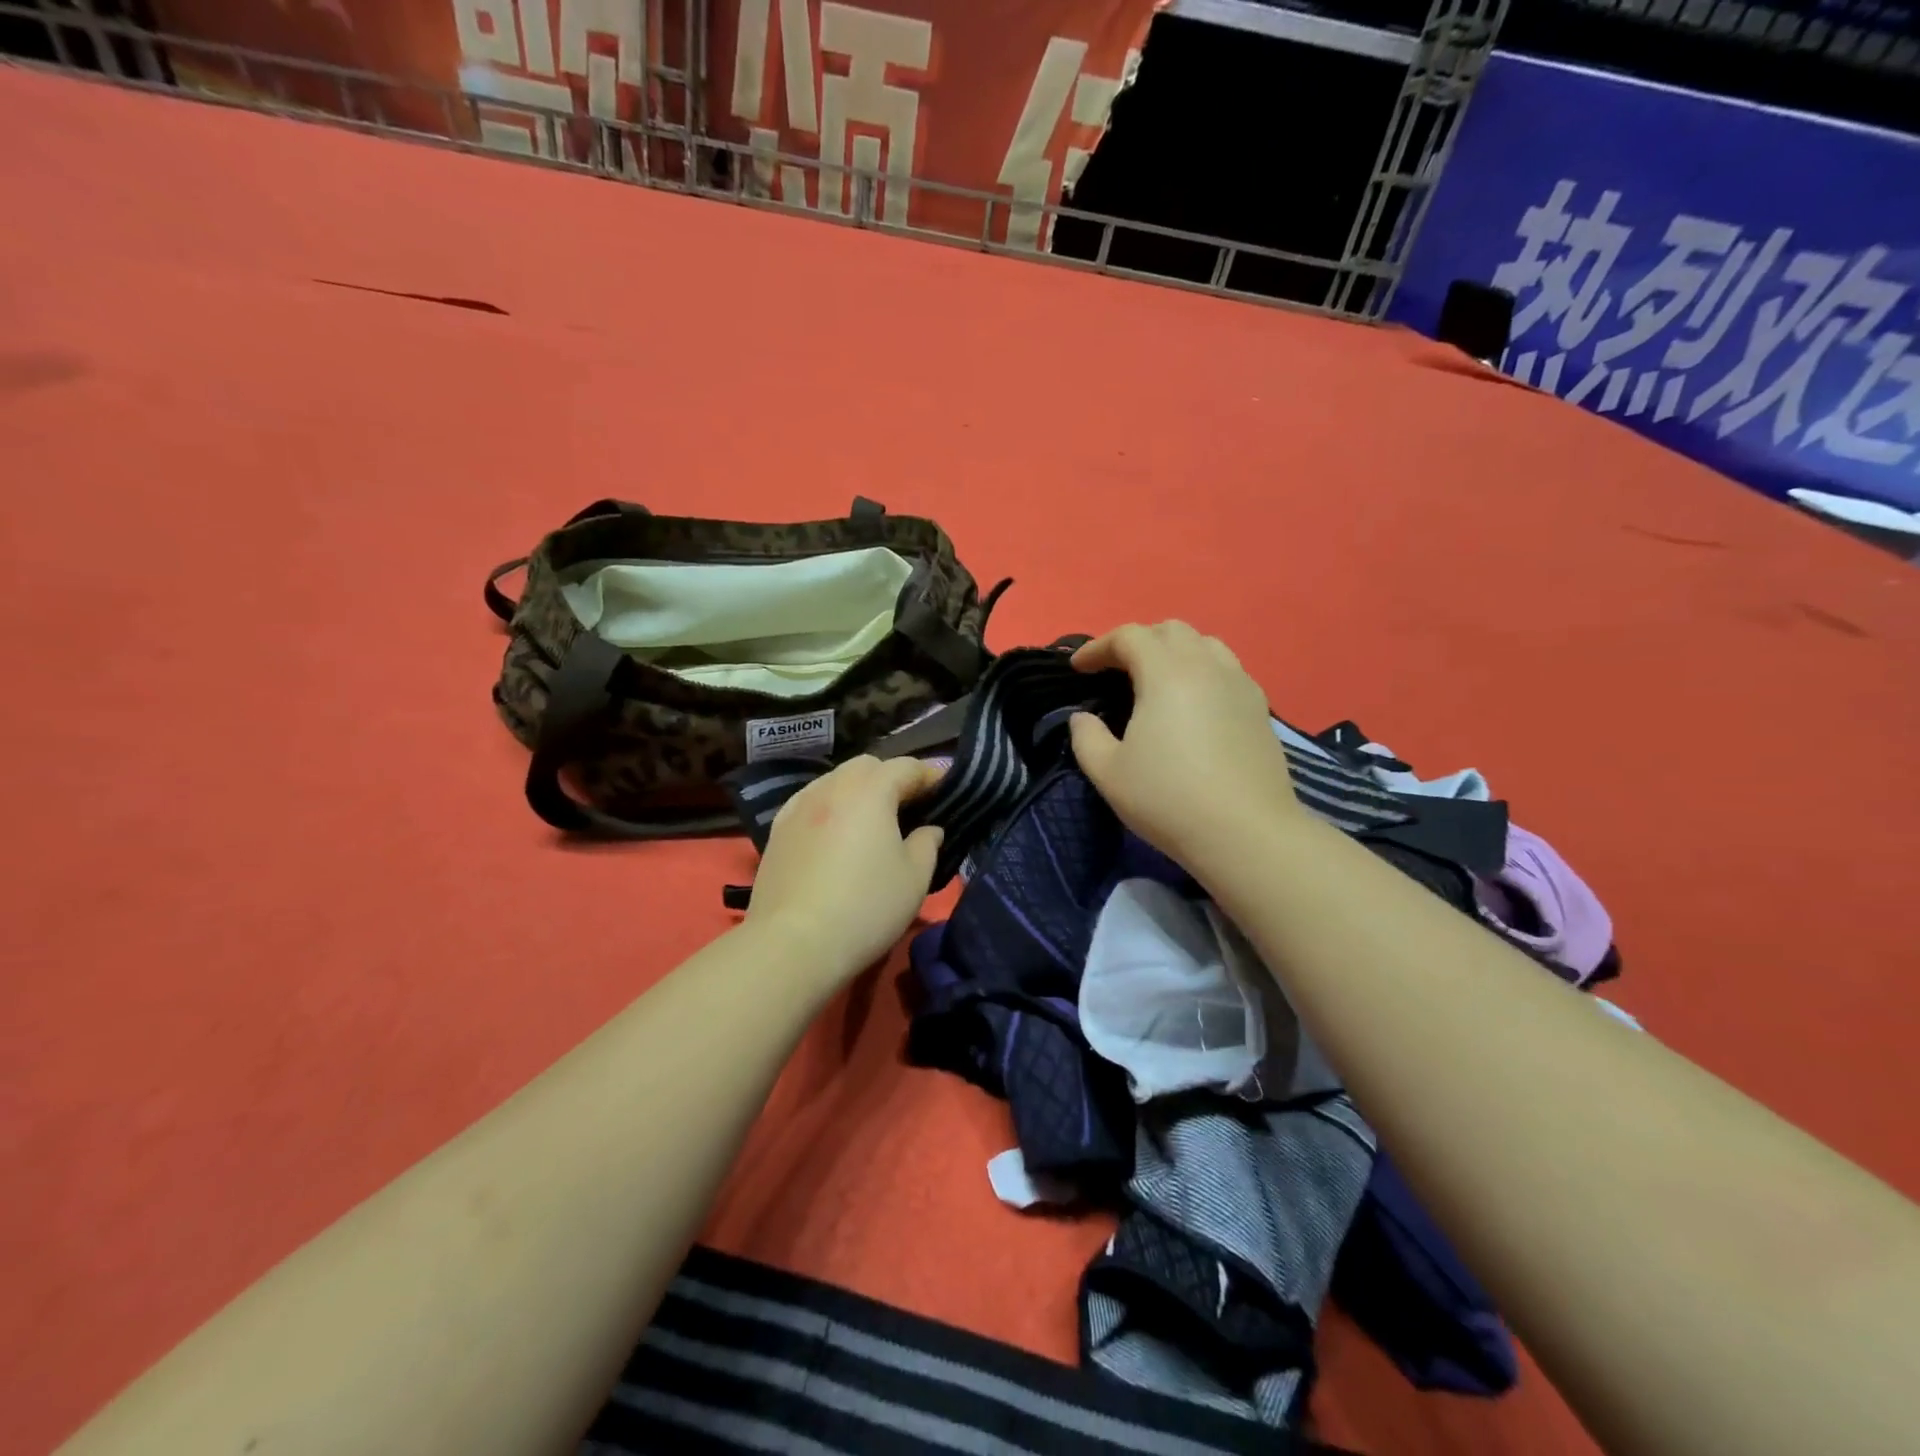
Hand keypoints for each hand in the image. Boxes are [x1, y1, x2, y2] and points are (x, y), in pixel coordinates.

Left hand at [743, 755, 946, 984]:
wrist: (792, 945)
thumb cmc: (865, 908)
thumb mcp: (914, 879)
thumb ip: (927, 845)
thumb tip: (928, 829)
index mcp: (870, 791)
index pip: (906, 767)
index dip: (930, 775)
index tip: (946, 789)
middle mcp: (832, 787)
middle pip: (867, 766)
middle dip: (892, 776)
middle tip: (911, 804)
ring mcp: (799, 807)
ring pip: (835, 780)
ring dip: (859, 789)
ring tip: (873, 817)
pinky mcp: (777, 830)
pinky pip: (810, 801)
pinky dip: (830, 805)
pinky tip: (835, 830)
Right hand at [1068, 621, 1303, 866]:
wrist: (1245, 833)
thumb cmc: (1168, 799)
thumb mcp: (1108, 773)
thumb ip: (1086, 737)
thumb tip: (1082, 718)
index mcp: (1166, 673)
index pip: (1129, 637)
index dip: (1098, 647)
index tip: (1078, 669)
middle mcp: (1207, 666)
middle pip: (1171, 631)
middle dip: (1138, 642)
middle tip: (1116, 671)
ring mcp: (1240, 685)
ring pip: (1206, 645)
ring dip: (1174, 652)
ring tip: (1157, 681)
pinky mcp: (1260, 708)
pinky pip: (1227, 670)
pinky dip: (1203, 671)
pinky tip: (1194, 704)